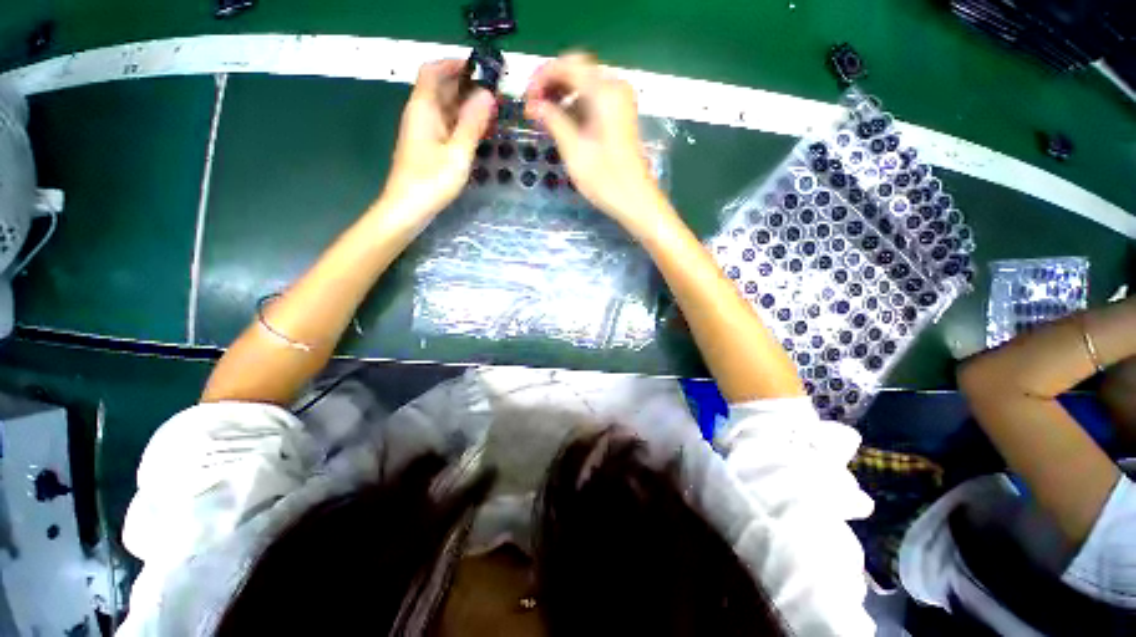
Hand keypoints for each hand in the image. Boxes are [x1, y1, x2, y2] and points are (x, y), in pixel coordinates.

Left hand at [380, 60, 495, 222]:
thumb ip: (472, 123)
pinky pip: (446, 125)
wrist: (408, 209)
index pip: (433, 71)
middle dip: (467, 87)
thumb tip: (487, 95)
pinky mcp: (427, 146)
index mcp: (423, 109)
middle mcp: (420, 114)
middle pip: (441, 88)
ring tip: (492, 114)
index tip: (481, 71)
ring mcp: (423, 131)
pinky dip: (462, 124)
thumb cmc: (431, 182)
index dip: (454, 64)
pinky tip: (478, 133)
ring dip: (467, 107)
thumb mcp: (458, 153)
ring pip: (445, 108)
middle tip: (495, 96)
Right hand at [524, 53, 669, 231]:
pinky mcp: (620, 115)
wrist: (635, 200)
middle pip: (576, 70)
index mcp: (604, 92)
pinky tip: (562, 123)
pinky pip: (593, 99)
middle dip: (551, 84)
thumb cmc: (605, 179)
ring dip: (562, 95)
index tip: (527, 98)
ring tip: (544, 118)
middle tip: (533, 108)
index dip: (542, 76)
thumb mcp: (573, 150)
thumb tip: (534, 104)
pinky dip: (575, 105)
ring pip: (584, 84)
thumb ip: (552, 120)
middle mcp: (615, 88)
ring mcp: (620, 101)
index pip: (567, 64)